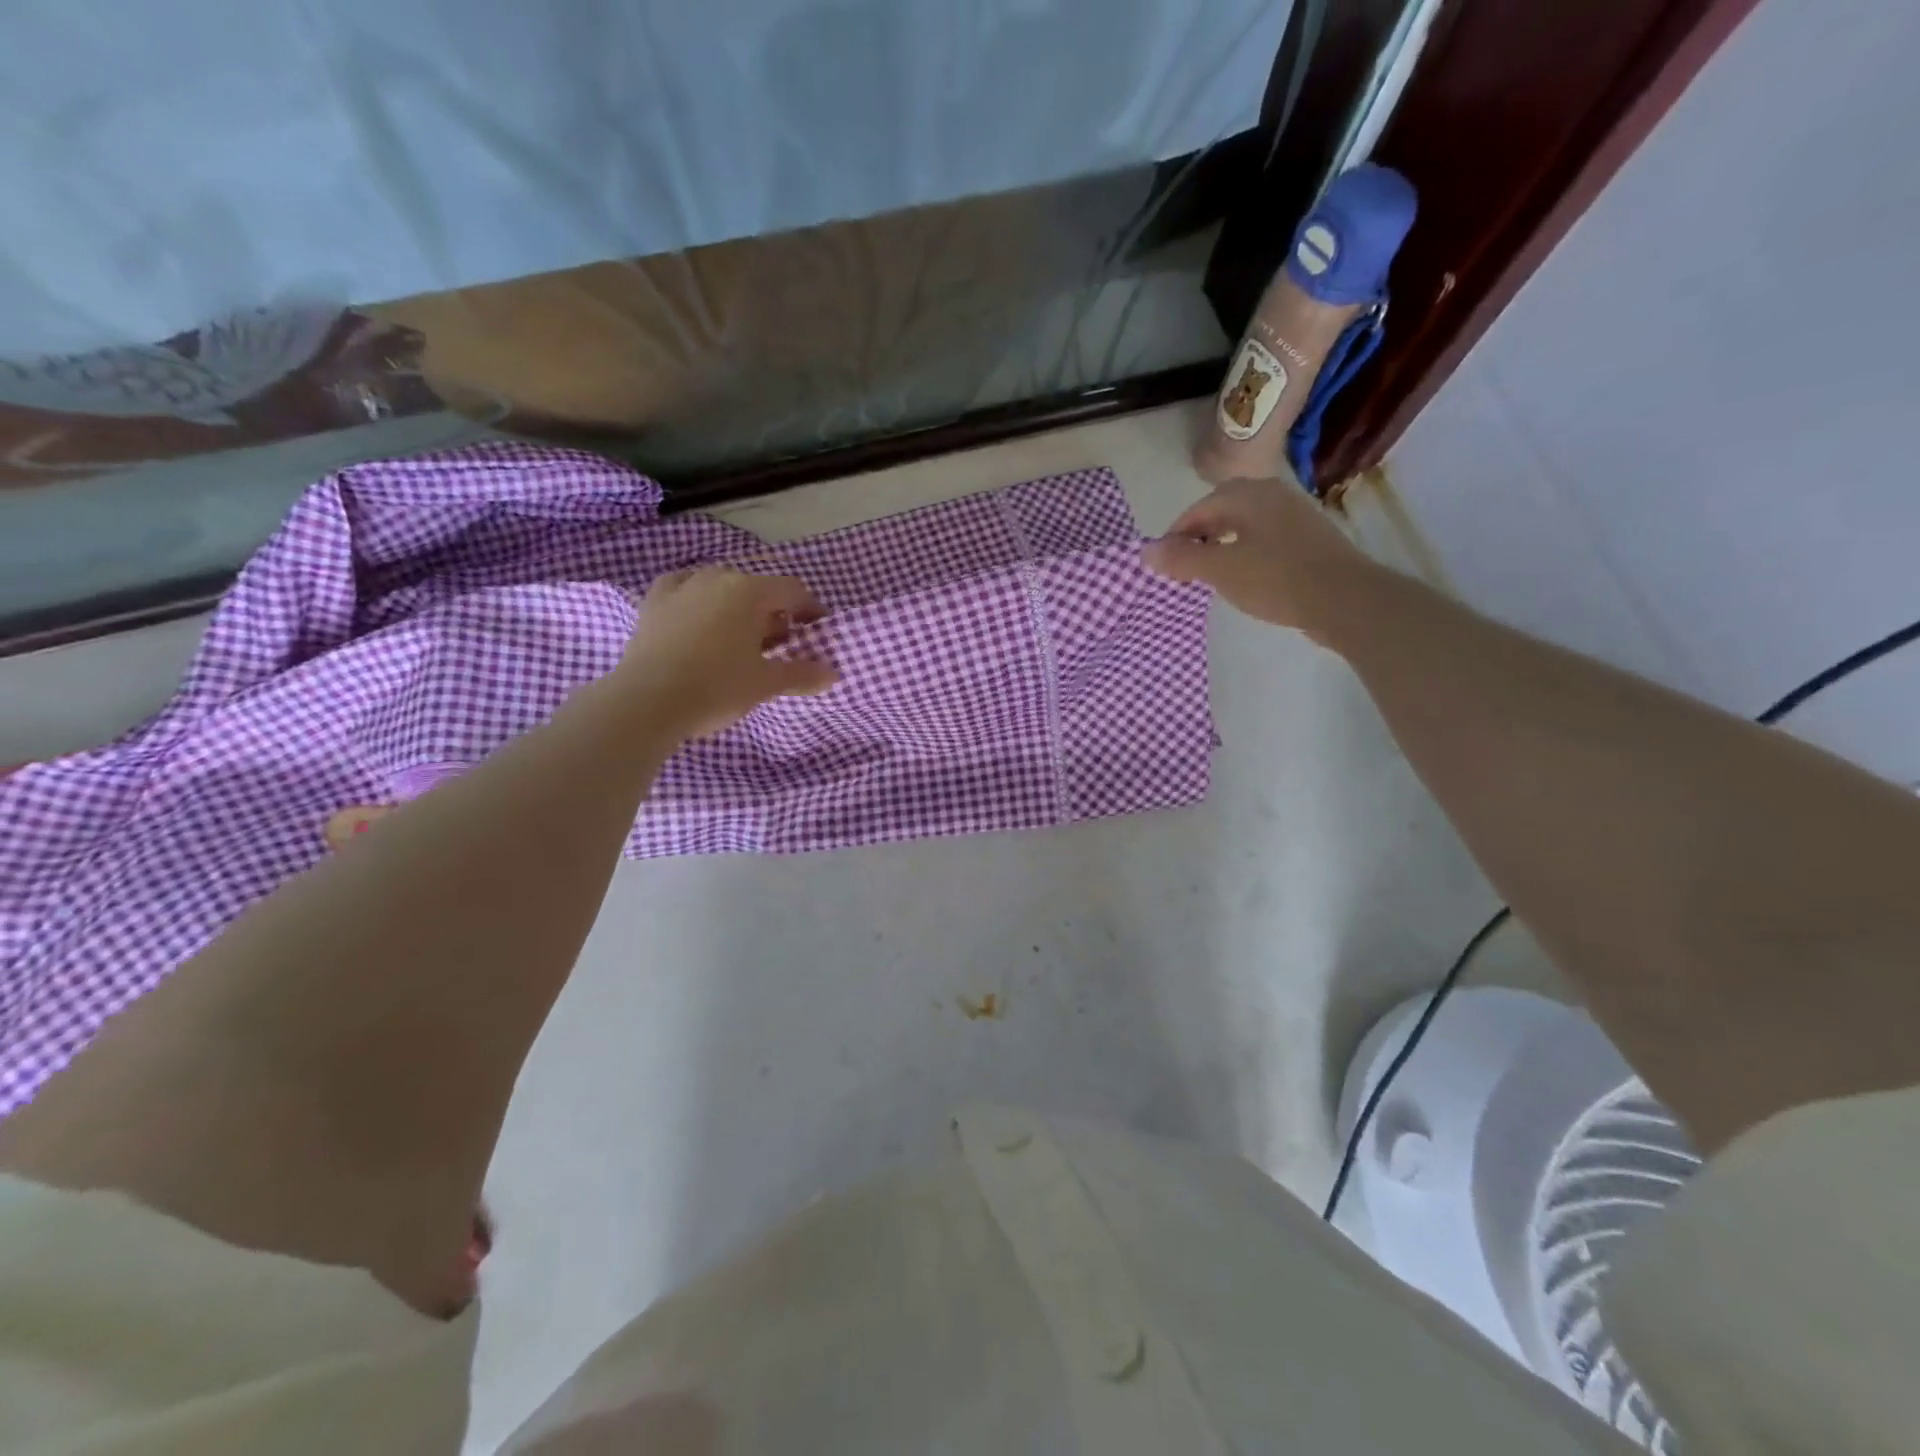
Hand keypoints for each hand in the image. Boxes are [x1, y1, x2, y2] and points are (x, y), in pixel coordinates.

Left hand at [618, 567, 838, 740]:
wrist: (647, 701)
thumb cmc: (717, 687)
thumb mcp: (766, 683)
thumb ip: (802, 674)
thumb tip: (833, 674)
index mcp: (750, 592)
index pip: (793, 591)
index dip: (810, 610)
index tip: (815, 632)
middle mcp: (717, 578)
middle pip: (757, 588)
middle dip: (773, 612)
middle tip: (779, 644)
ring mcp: (682, 586)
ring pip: (721, 587)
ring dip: (737, 606)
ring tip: (739, 637)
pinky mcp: (653, 601)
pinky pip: (683, 589)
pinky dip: (697, 599)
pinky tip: (696, 616)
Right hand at [1141, 477, 1372, 638]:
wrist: (1345, 599)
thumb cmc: (1276, 579)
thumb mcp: (1220, 571)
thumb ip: (1181, 559)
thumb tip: (1145, 551)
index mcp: (1247, 495)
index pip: (1198, 509)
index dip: (1176, 536)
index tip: (1165, 564)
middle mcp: (1272, 494)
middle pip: (1223, 511)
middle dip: (1199, 537)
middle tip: (1185, 567)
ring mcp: (1295, 514)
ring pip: (1245, 524)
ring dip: (1222, 544)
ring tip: (1211, 573)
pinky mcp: (1310, 537)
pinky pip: (1266, 537)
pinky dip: (1247, 551)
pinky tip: (1246, 576)